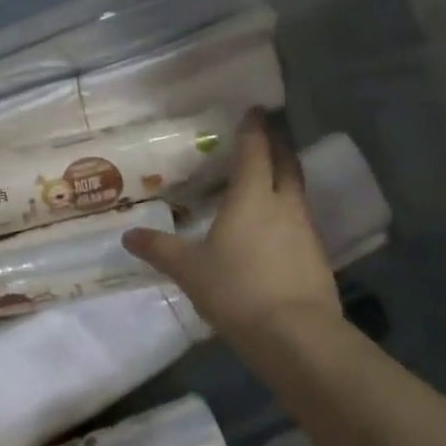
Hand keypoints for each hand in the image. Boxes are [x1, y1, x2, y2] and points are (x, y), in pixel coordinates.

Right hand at [124, 109, 343, 343]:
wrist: (295, 335)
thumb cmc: (236, 289)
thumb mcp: (189, 270)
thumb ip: (159, 249)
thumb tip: (128, 236)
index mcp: (252, 197)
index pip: (255, 151)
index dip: (254, 129)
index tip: (254, 110)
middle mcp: (284, 205)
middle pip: (286, 165)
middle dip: (278, 147)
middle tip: (267, 137)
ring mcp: (306, 232)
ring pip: (296, 195)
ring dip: (284, 182)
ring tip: (266, 184)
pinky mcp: (317, 259)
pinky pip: (300, 225)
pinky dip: (287, 217)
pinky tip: (274, 233)